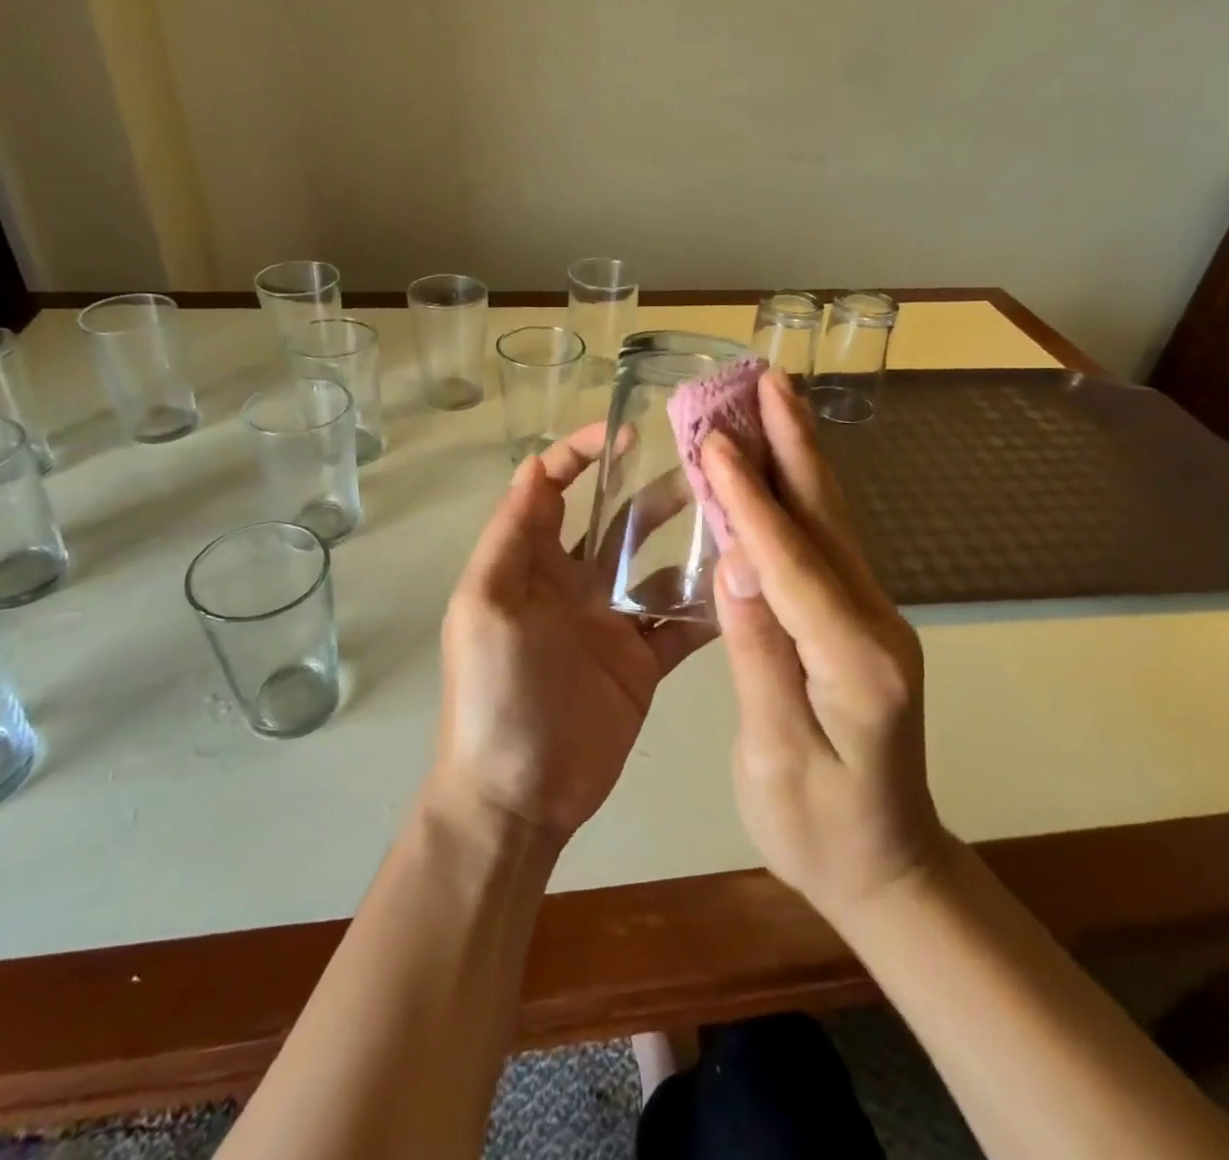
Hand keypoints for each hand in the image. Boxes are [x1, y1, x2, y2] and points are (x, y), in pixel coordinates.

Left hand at [434, 424, 713, 843]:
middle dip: (654, 491)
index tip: (626, 433)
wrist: (519, 794)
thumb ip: (511, 536)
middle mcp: (575, 583)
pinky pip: (681, 622)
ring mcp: (613, 622)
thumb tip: (532, 465)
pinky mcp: (645, 660)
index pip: (552, 490)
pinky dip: (709, 604)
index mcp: (532, 563)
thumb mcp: (484, 605)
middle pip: (618, 522)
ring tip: (736, 516)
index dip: (580, 454)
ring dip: (691, 541)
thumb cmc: (494, 691)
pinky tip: (744, 581)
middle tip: (705, 467)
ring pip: (658, 567)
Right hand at [702, 371, 947, 921]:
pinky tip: (777, 468)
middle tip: (768, 379)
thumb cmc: (820, 829)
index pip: (791, 562)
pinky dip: (796, 497)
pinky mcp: (859, 619)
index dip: (749, 500)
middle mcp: (875, 622)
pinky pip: (824, 545)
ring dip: (798, 456)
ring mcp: (873, 616)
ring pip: (829, 522)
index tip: (715, 441)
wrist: (889, 866)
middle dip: (793, 444)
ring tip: (773, 400)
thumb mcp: (777, 756)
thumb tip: (736, 563)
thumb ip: (760, 654)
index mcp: (853, 660)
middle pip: (826, 519)